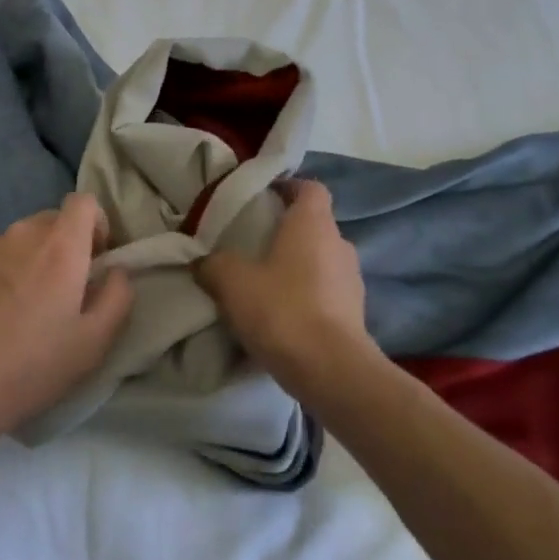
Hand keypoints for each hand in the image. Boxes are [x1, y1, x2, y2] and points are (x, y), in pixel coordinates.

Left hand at [0, 193, 134, 447]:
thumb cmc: (32, 365)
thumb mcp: (94, 343)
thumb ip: (118, 296)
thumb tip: (116, 270)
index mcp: (62, 246)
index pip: (85, 202)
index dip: (95, 225)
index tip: (93, 259)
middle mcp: (23, 232)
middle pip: (51, 221)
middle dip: (61, 247)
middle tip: (57, 292)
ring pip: (17, 240)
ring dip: (25, 259)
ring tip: (15, 305)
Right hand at [194, 179, 379, 400]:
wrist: (332, 371)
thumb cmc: (282, 310)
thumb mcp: (231, 282)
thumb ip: (213, 264)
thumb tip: (202, 261)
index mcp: (313, 224)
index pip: (310, 188)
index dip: (287, 187)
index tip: (262, 197)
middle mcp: (339, 244)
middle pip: (314, 225)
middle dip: (285, 232)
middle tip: (252, 245)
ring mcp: (352, 281)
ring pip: (320, 260)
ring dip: (296, 267)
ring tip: (264, 285)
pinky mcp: (355, 314)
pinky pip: (326, 293)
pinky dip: (306, 296)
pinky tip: (281, 316)